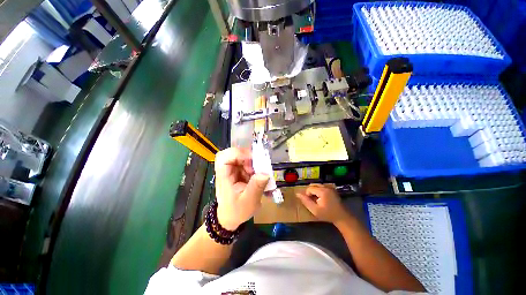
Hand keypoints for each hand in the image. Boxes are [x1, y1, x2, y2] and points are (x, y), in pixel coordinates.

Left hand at [215, 148, 269, 230]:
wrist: (231, 217)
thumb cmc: (237, 210)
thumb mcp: (249, 202)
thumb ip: (256, 187)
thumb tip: (265, 173)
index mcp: (224, 176)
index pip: (224, 157)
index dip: (237, 153)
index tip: (252, 159)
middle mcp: (227, 170)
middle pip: (234, 154)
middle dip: (248, 158)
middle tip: (258, 166)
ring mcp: (233, 170)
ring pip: (243, 157)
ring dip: (253, 163)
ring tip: (260, 174)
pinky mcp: (239, 172)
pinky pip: (248, 163)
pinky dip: (255, 167)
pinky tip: (259, 177)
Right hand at [296, 184, 348, 223]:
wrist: (342, 217)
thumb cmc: (328, 215)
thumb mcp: (315, 210)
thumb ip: (305, 201)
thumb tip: (297, 194)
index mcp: (322, 191)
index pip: (309, 188)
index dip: (307, 195)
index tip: (311, 203)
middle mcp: (326, 187)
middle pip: (313, 185)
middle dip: (310, 192)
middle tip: (313, 201)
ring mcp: (330, 187)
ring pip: (317, 186)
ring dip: (314, 191)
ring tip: (316, 200)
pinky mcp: (332, 189)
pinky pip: (322, 187)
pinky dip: (319, 191)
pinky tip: (321, 199)